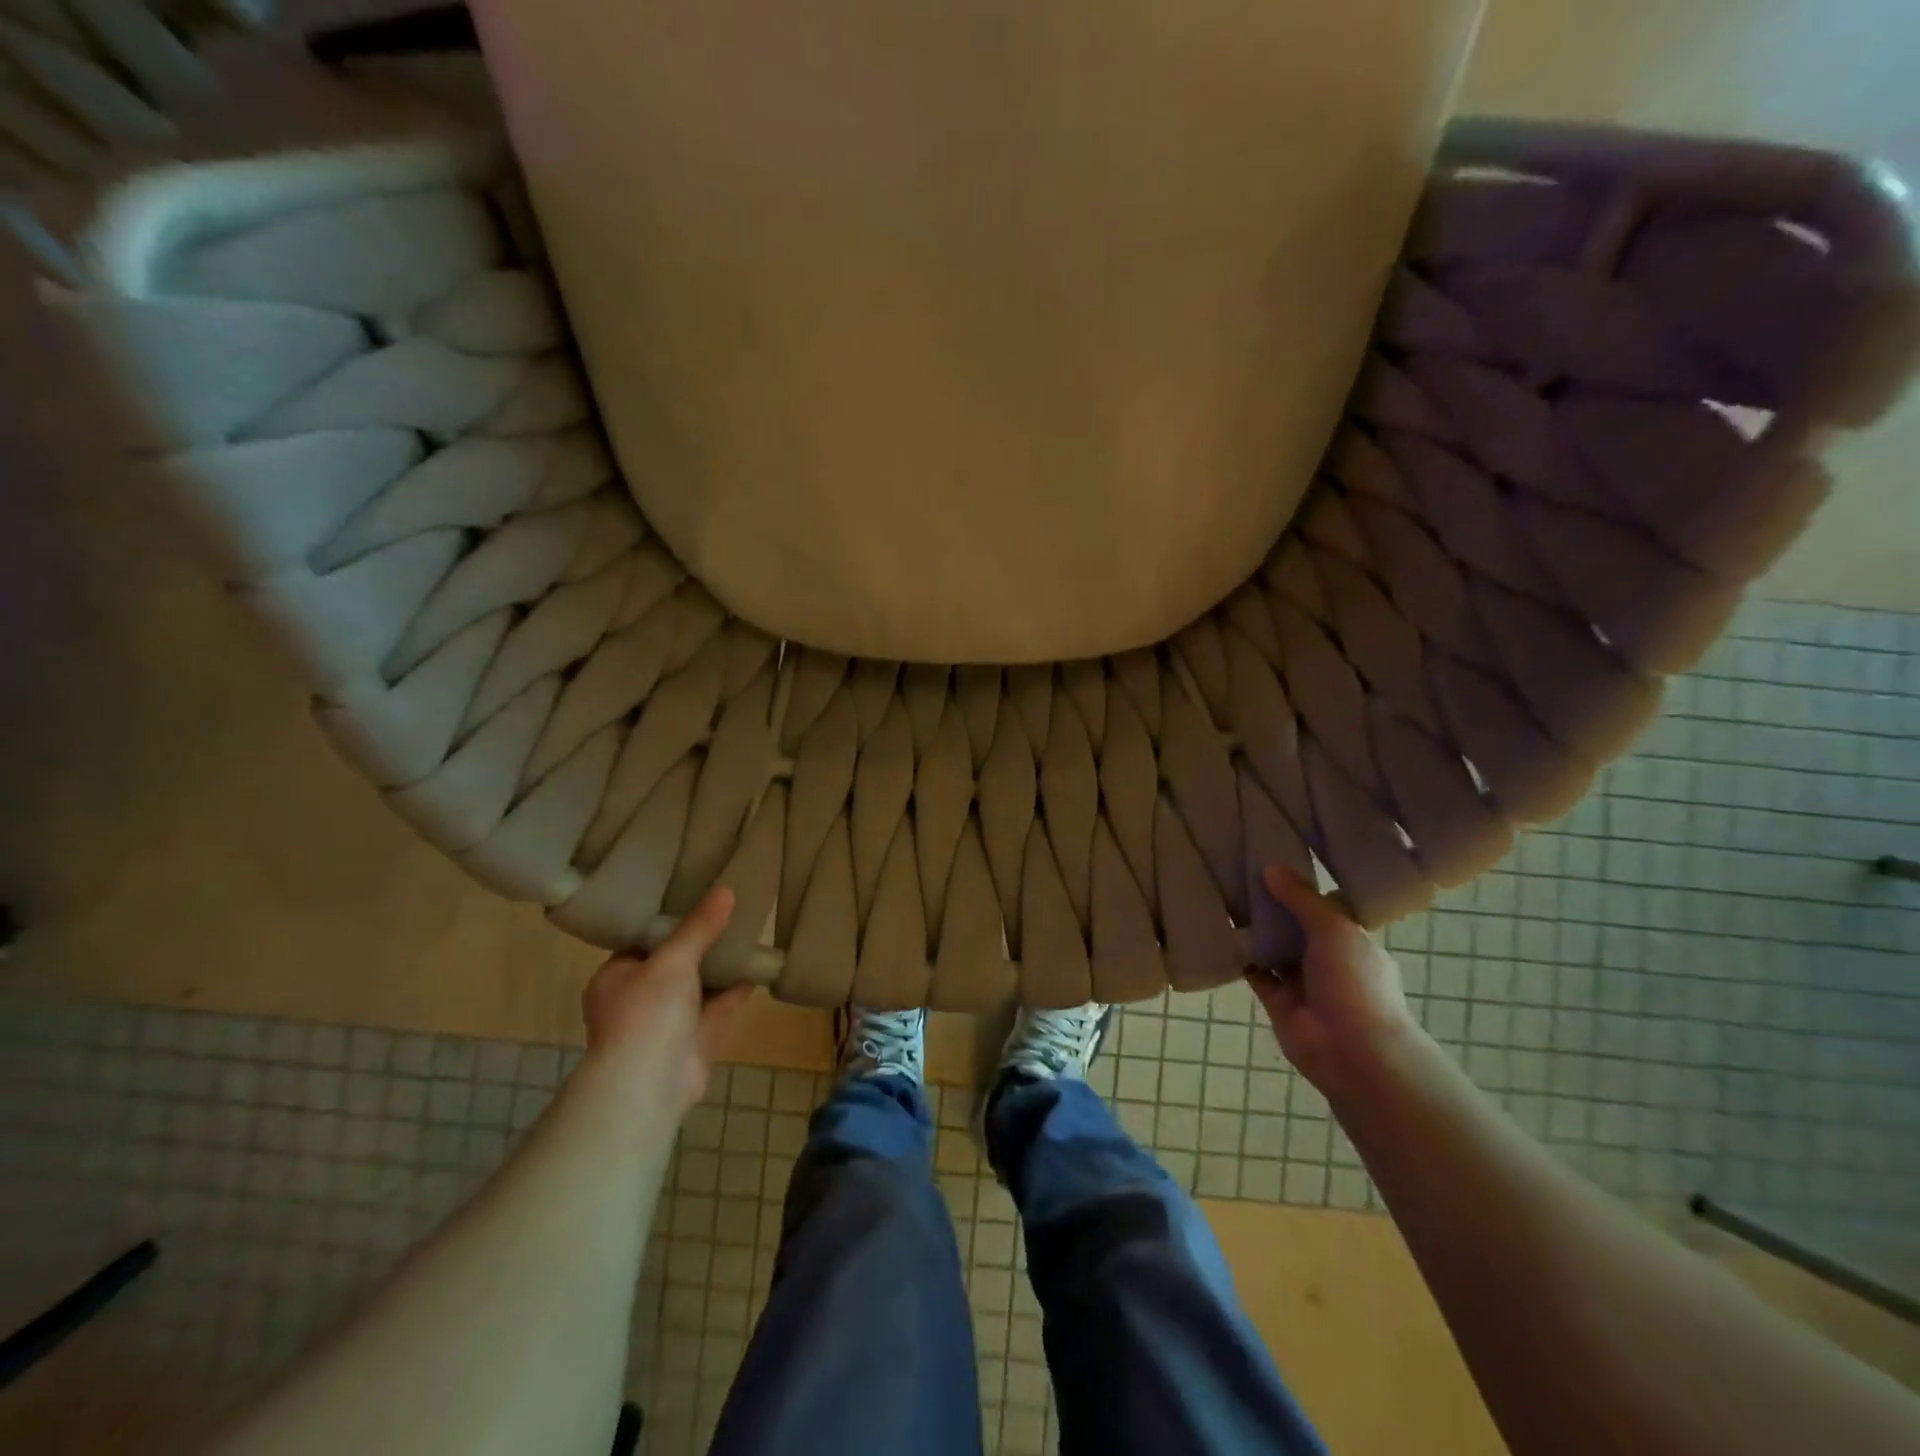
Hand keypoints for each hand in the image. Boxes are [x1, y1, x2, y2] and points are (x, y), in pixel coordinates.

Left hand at [580, 887, 752, 1114]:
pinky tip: (757, 967)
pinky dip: (735, 991)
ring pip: (697, 988)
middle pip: (673, 965)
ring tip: (748, 932)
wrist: (650, 1085)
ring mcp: (666, 1025)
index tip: (695, 897)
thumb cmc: (647, 1012)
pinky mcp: (694, 1043)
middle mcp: (637, 1001)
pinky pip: (717, 1009)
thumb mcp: (673, 960)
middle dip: (700, 944)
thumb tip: (725, 890)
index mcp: (615, 978)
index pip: (641, 943)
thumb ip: (700, 927)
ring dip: (720, 967)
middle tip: (728, 911)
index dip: (668, 922)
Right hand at [1245, 865, 1422, 1103]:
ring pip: (1275, 949)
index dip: (1303, 888)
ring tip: (1224, 896)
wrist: (1353, 1052)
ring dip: (1255, 931)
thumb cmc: (1355, 983)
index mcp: (1352, 941)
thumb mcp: (1334, 929)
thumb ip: (1302, 899)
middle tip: (1239, 873)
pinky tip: (1219, 933)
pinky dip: (1241, 958)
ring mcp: (1303, 982)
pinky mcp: (1278, 1002)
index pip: (1326, 908)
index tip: (1276, 861)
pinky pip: (1256, 973)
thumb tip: (1270, 868)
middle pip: (1296, 926)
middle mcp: (1329, 959)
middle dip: (1273, 907)